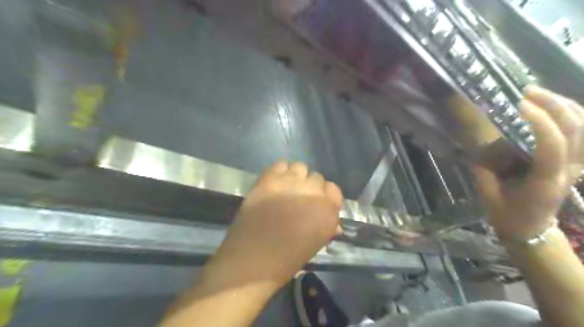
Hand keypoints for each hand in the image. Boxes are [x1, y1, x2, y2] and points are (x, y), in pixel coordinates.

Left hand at [209, 161, 342, 286]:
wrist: (253, 258)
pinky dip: (279, 171)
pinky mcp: (269, 179)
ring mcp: (290, 183)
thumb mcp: (316, 244)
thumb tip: (330, 217)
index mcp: (328, 211)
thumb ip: (327, 226)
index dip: (325, 196)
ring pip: (300, 167)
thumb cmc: (287, 259)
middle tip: (298, 198)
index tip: (317, 203)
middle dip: (310, 187)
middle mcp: (313, 192)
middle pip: (317, 177)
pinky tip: (274, 183)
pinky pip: (280, 164)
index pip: (334, 189)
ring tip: (286, 188)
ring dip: (296, 176)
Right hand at [474, 85, 583, 240]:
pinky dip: (573, 116)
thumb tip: (482, 142)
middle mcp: (569, 170)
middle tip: (528, 92)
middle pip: (576, 130)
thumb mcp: (489, 193)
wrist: (530, 230)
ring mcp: (576, 166)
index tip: (519, 105)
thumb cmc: (508, 214)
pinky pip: (582, 135)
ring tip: (540, 94)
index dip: (540, 122)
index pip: (553, 145)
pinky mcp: (575, 163)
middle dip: (555, 105)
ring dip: (566, 106)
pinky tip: (555, 107)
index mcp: (547, 181)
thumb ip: (485, 167)